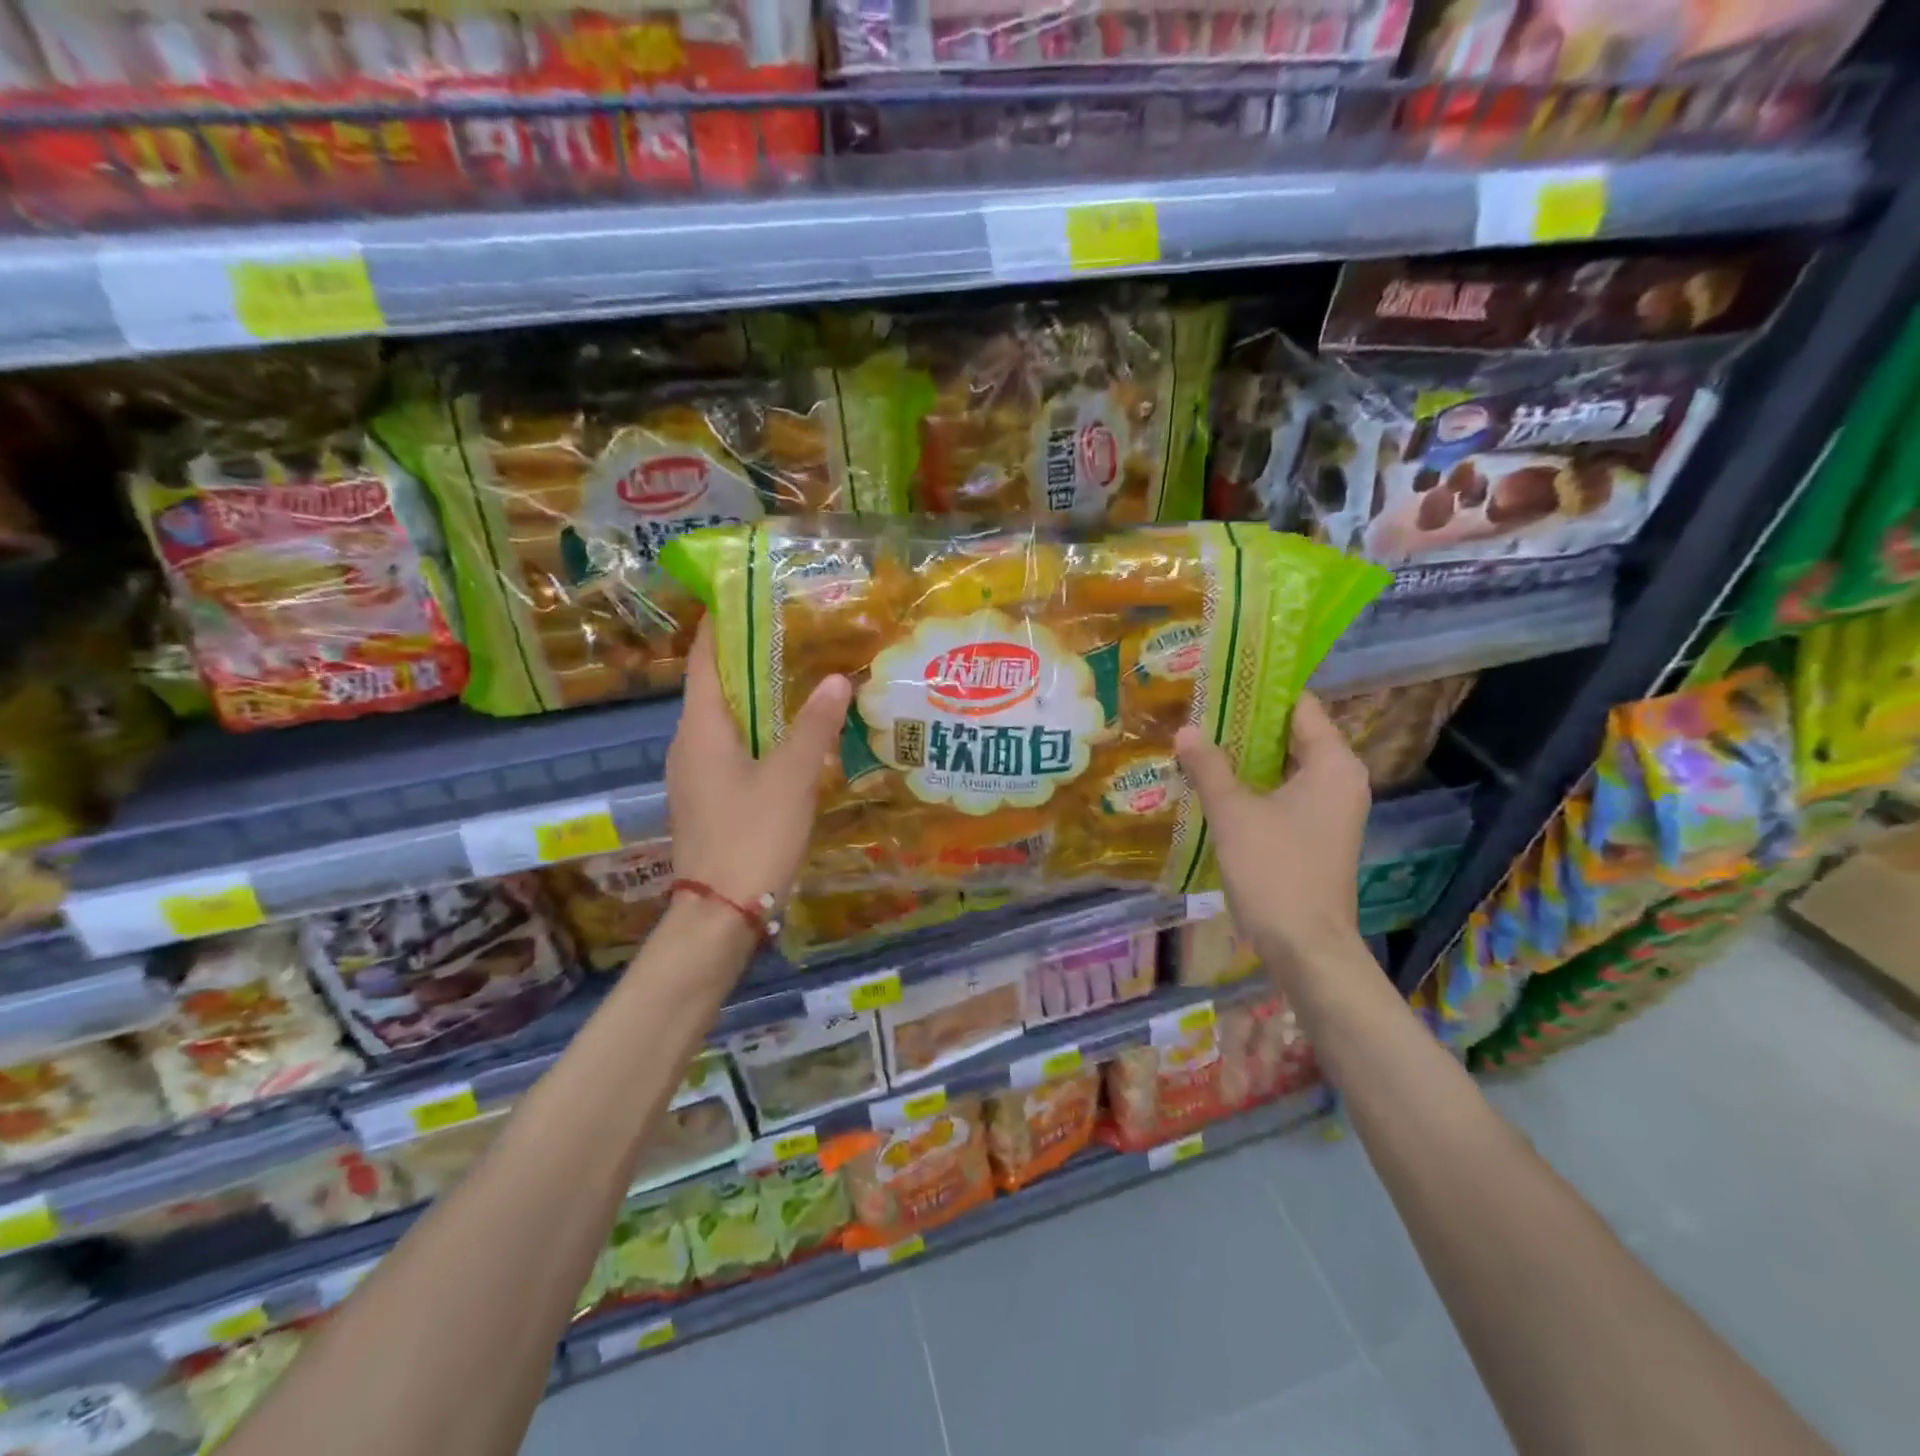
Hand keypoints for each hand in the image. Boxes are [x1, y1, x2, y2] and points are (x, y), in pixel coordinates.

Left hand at [665, 620, 851, 913]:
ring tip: (799, 682)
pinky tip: (788, 741)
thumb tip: (837, 679)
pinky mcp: (706, 801)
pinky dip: (756, 734)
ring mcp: (693, 776)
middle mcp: (687, 745)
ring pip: (724, 723)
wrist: (721, 913)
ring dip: (756, 700)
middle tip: (793, 637)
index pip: (702, 659)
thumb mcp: (792, 777)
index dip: (720, 625)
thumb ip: (815, 726)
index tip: (746, 597)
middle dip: (749, 660)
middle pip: (714, 688)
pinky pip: (728, 751)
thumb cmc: (752, 835)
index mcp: (700, 728)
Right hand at [1175, 693, 1370, 992]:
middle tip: (1200, 710)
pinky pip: (1285, 792)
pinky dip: (1255, 784)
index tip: (1220, 680)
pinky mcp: (1318, 834)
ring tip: (1201, 741)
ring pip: (1286, 766)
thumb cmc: (1275, 870)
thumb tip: (1186, 730)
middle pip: (1292, 735)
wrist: (1305, 946)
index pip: (1300, 706)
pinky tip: (1216, 784)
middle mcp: (1341, 779)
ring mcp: (1332, 809)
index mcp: (1334, 763)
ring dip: (1247, 756)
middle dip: (1246, 724)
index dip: (1260, 690)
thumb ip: (1208, 767)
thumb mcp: (1233, 813)